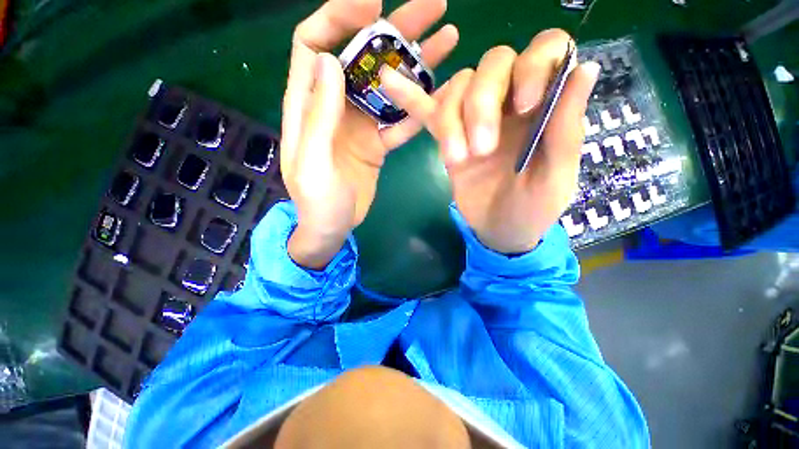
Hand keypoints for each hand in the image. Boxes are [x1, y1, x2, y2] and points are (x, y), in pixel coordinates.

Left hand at [281, 0, 458, 268]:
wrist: (332, 228)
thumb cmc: (317, 203)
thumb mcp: (313, 163)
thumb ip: (319, 115)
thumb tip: (331, 60)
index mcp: (308, 105)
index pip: (314, 42)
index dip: (340, 16)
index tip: (373, 1)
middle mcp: (335, 106)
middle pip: (362, 56)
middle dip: (393, 28)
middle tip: (433, 7)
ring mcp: (360, 124)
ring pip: (387, 85)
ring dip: (415, 63)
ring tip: (448, 41)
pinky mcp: (377, 142)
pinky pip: (400, 119)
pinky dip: (419, 107)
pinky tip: (442, 94)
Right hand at [380, 29, 599, 253]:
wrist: (499, 230)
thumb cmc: (533, 209)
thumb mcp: (557, 177)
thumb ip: (567, 129)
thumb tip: (584, 68)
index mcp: (544, 106)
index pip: (544, 51)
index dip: (532, 66)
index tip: (523, 108)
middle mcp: (509, 102)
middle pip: (492, 65)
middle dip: (481, 104)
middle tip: (480, 150)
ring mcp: (474, 119)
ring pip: (457, 89)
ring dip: (452, 121)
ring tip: (455, 159)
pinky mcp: (449, 138)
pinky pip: (428, 111)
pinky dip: (410, 97)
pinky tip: (388, 81)